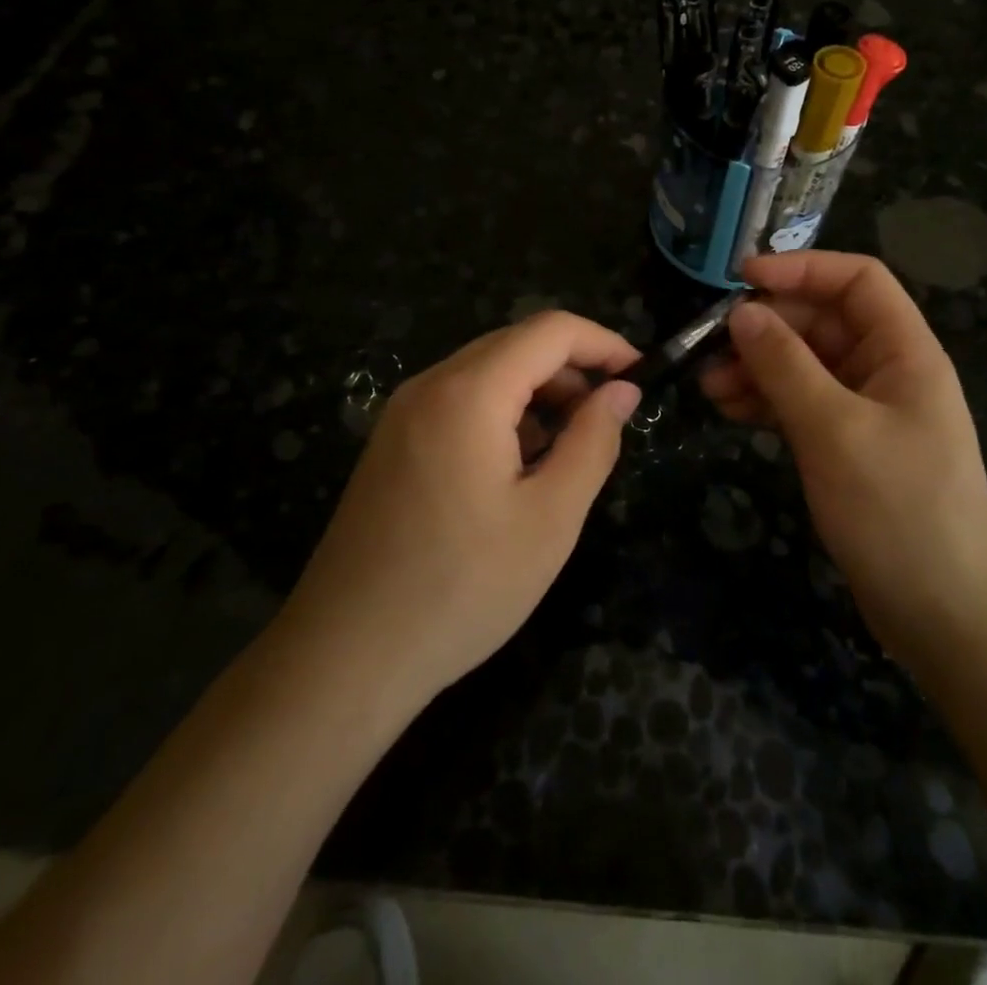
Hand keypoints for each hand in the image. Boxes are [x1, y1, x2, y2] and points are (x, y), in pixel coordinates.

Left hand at [283, 312, 641, 706]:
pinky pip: (459, 401)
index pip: (550, 330)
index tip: (641, 376)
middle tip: (609, 419)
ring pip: (487, 372)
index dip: (603, 343)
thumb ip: (593, 442)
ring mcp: (403, 413)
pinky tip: (518, 466)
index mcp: (468, 393)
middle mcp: (430, 385)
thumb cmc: (462, 588)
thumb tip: (622, 391)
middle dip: (572, 369)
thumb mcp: (550, 518)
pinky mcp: (392, 442)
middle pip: (516, 344)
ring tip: (568, 448)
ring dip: (538, 393)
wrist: (346, 655)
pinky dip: (502, 413)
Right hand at [701, 251, 986, 654]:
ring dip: (758, 367)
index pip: (857, 280)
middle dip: (766, 328)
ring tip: (708, 385)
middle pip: (823, 323)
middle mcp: (888, 371)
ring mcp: (867, 411)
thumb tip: (741, 314)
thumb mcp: (834, 429)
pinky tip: (729, 410)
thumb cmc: (897, 510)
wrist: (943, 613)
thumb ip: (785, 365)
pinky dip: (766, 402)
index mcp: (904, 352)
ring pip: (806, 365)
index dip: (801, 269)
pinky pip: (802, 404)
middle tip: (710, 346)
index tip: (740, 279)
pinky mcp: (849, 446)